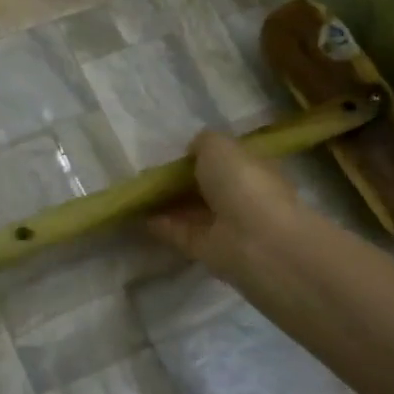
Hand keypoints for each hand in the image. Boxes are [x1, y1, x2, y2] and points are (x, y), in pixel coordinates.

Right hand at [146, 130, 302, 277]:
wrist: (255, 239)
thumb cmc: (243, 182)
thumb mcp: (219, 146)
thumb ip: (203, 143)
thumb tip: (193, 151)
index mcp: (253, 169)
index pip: (227, 161)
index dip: (203, 156)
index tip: (176, 154)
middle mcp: (241, 197)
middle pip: (207, 188)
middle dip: (181, 182)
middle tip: (151, 175)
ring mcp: (225, 225)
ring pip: (192, 211)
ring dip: (168, 204)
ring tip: (138, 195)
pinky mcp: (207, 249)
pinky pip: (180, 233)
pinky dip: (161, 225)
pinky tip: (139, 216)